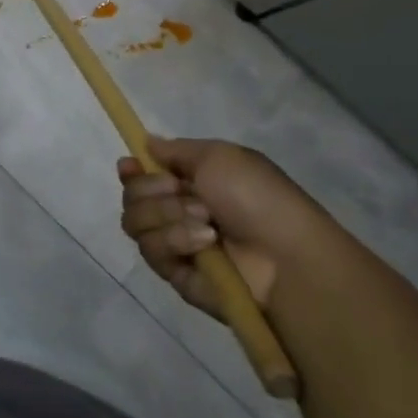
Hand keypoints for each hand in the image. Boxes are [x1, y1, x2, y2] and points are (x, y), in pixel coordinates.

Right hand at [119, 138, 338, 319]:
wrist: (287, 258)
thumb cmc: (258, 198)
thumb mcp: (220, 156)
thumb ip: (176, 149)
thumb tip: (147, 143)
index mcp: (190, 183)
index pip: (142, 175)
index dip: (132, 171)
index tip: (130, 165)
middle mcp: (178, 212)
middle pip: (132, 196)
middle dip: (153, 190)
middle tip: (184, 193)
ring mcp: (175, 244)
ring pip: (135, 222)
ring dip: (167, 215)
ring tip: (206, 223)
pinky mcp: (175, 273)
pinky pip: (152, 250)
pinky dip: (175, 240)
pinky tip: (204, 243)